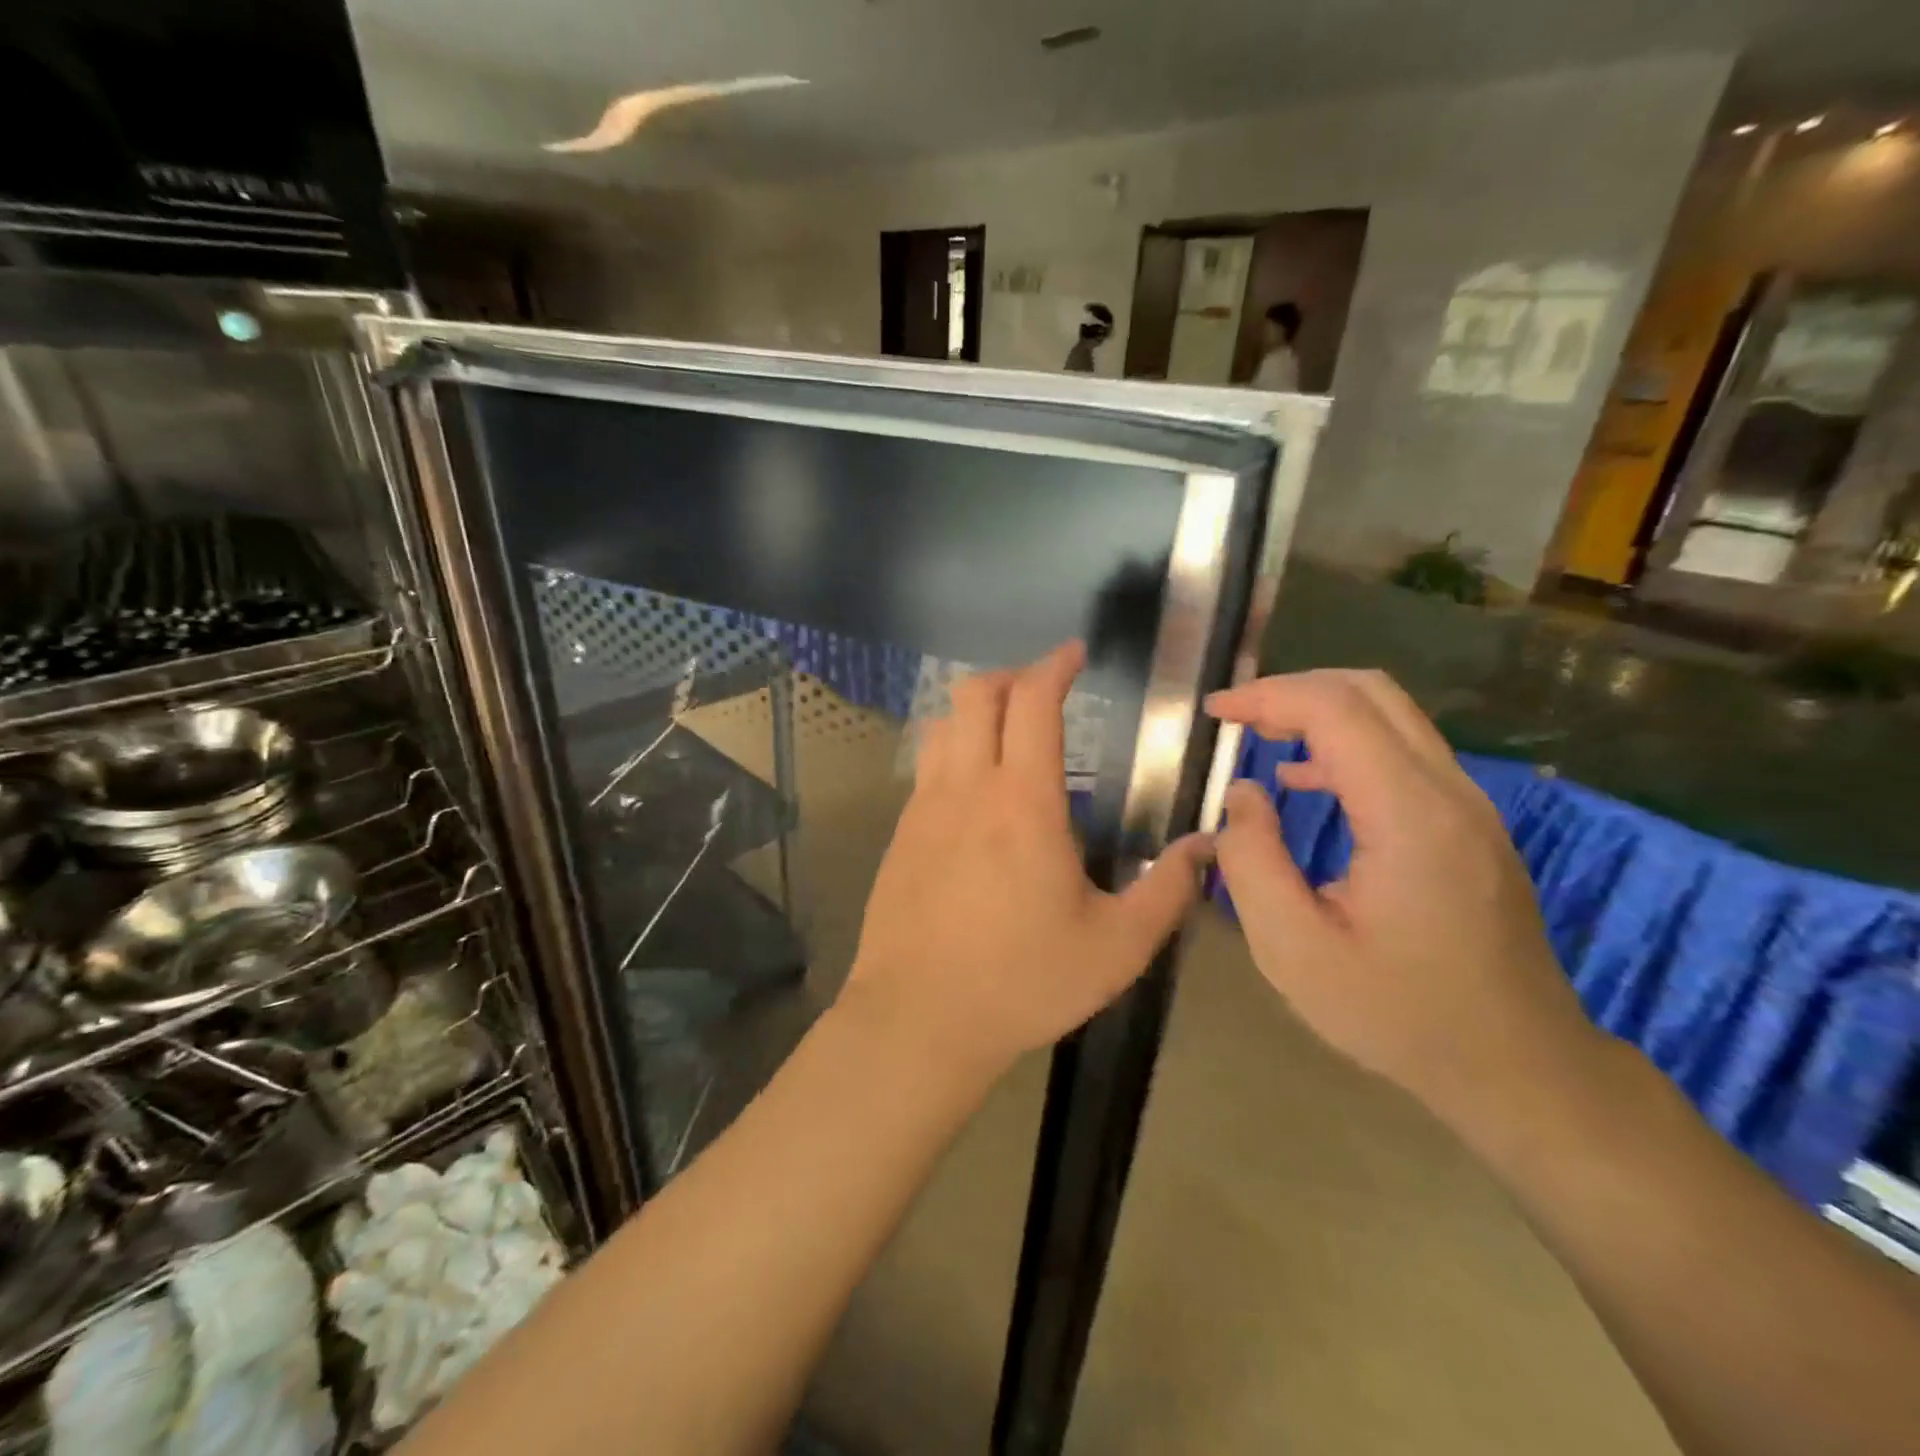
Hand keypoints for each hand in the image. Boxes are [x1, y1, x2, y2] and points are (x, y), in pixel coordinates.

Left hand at [847, 641, 1212, 1076]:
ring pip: (942, 726)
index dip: (1054, 665)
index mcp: (1022, 802)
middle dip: (1011, 677)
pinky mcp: (900, 835)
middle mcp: (966, 788)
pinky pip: (926, 769)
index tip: (1075, 654)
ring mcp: (923, 809)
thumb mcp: (1116, 947)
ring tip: (1009, 735)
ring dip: (976, 712)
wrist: (917, 1019)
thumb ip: (1167, 891)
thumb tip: (1205, 846)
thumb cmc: (1022, 981)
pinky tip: (976, 794)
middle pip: (974, 695)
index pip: (1031, 702)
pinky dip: (954, 753)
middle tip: (1045, 692)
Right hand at [1207, 670, 1602, 1129]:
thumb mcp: (1295, 952)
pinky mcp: (1470, 826)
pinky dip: (1346, 745)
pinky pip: (1403, 754)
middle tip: (1235, 717)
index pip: (1337, 710)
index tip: (1215, 712)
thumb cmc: (1400, 1017)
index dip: (1268, 696)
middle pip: (1371, 693)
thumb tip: (1244, 795)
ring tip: (1259, 738)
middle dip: (1293, 691)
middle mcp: (1449, 794)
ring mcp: (1469, 808)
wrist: (1521, 1068)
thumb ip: (1252, 862)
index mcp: (1409, 817)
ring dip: (1319, 713)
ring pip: (1391, 717)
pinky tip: (1306, 781)